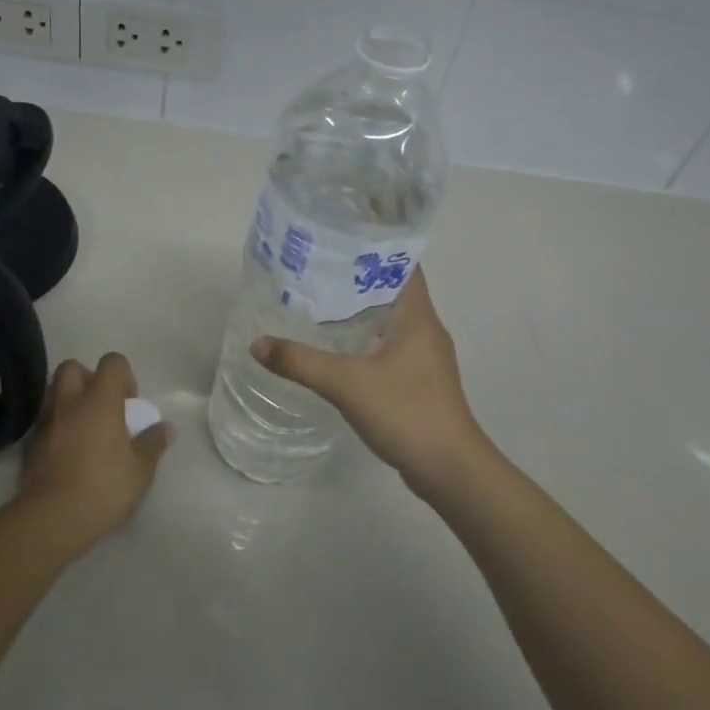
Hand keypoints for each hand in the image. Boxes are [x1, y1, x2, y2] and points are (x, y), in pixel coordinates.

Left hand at [20, 353, 171, 547]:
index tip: (129, 403)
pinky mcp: (30, 443)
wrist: (52, 519)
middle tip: (102, 407)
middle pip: (73, 367)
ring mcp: (46, 421)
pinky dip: (56, 424)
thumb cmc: (104, 488)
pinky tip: (66, 449)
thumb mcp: (140, 470)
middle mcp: (70, 402)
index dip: (124, 376)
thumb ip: (153, 443)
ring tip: (84, 427)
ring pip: (54, 391)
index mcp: (100, 400)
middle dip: (88, 379)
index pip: (112, 362)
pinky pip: (44, 420)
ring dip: (69, 400)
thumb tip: (167, 428)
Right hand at [252, 267, 492, 499]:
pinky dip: (364, 337)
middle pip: (392, 288)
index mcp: (418, 316)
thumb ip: (301, 362)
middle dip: (356, 276)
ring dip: (359, 308)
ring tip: (318, 300)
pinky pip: (388, 345)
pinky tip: (336, 346)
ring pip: (389, 319)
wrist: (451, 471)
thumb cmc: (407, 413)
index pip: (402, 263)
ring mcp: (424, 357)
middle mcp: (425, 328)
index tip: (338, 237)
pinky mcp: (418, 380)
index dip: (375, 246)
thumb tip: (257, 343)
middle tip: (314, 267)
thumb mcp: (347, 384)